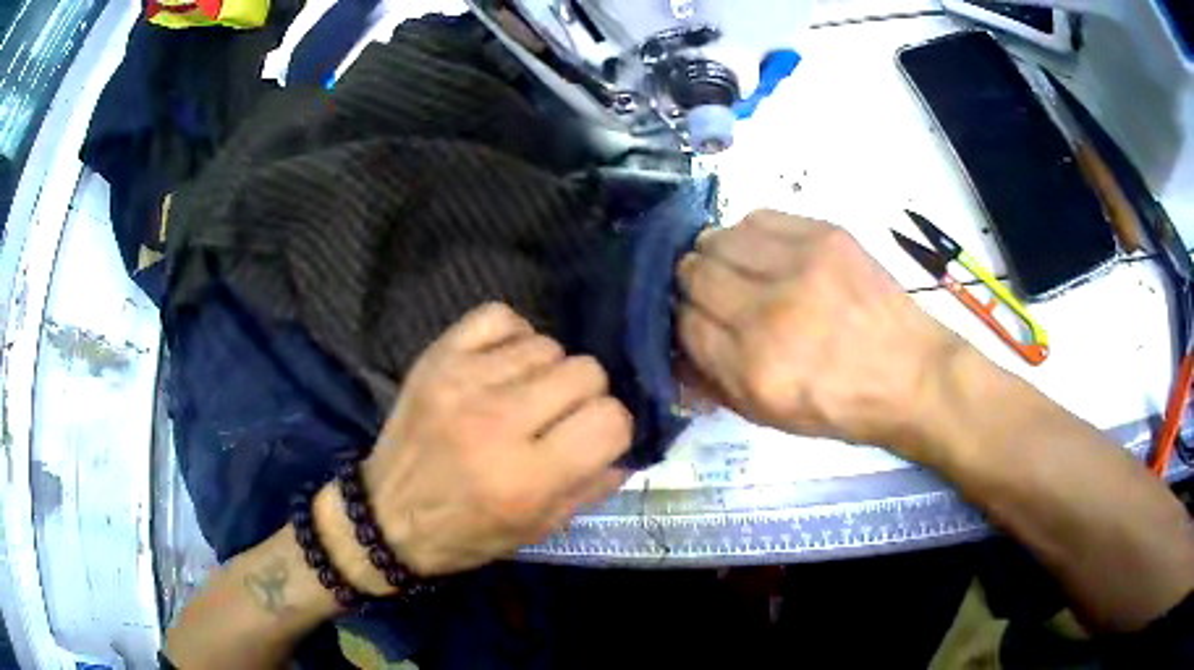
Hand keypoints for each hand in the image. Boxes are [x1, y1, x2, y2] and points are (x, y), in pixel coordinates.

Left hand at [321, 304, 631, 591]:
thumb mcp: (537, 529)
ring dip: (548, 372)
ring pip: (548, 345)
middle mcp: (498, 422)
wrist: (387, 514)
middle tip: (561, 419)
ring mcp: (464, 381)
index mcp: (527, 477)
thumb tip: (624, 450)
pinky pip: (499, 316)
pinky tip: (505, 364)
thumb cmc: (466, 533)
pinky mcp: (438, 358)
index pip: (610, 420)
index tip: (596, 439)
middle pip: (586, 372)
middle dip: (586, 398)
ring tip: (526, 397)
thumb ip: (590, 488)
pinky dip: (513, 336)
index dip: (614, 430)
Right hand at [676, 210, 962, 457]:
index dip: (682, 322)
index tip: (696, 322)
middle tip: (713, 294)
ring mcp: (800, 265)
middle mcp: (770, 311)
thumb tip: (673, 346)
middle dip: (692, 286)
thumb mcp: (769, 416)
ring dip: (716, 255)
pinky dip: (749, 235)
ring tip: (738, 270)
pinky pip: (757, 217)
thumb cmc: (839, 406)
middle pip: (693, 273)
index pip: (683, 322)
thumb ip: (712, 381)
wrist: (910, 374)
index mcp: (753, 367)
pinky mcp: (824, 234)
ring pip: (717, 238)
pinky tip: (765, 253)